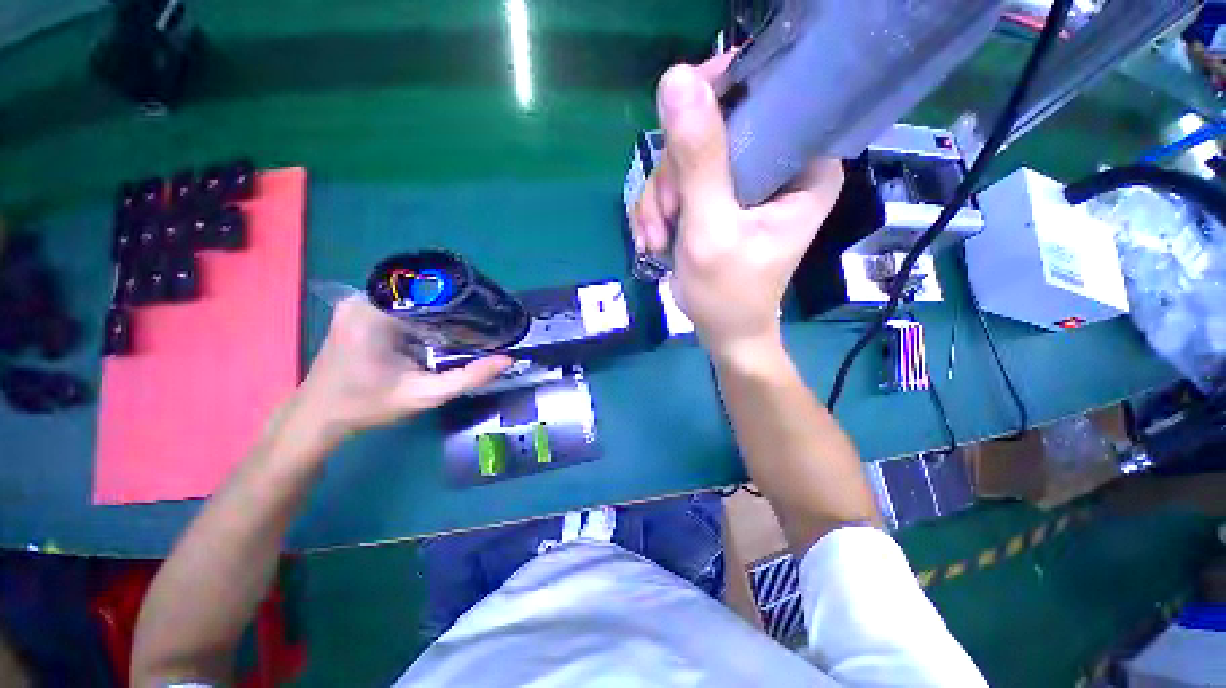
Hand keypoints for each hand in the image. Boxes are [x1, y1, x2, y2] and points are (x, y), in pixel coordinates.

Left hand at [289, 296, 510, 442]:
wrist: (319, 416)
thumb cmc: (369, 405)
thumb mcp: (425, 395)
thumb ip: (468, 377)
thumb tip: (507, 360)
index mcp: (377, 312)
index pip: (433, 292)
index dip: (465, 300)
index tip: (489, 313)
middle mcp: (365, 298)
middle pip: (425, 292)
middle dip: (456, 306)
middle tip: (484, 321)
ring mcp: (359, 302)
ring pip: (415, 298)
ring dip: (442, 311)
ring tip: (470, 324)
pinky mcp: (359, 311)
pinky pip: (403, 305)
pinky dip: (425, 316)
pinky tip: (442, 331)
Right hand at [630, 56, 843, 360]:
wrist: (722, 331)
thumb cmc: (728, 293)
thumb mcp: (711, 229)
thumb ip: (698, 160)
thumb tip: (676, 79)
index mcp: (804, 166)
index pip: (766, 97)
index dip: (717, 98)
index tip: (679, 129)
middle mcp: (777, 166)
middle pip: (712, 132)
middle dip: (675, 178)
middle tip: (666, 219)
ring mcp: (742, 184)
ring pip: (685, 160)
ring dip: (660, 201)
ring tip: (656, 240)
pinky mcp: (717, 200)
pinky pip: (675, 185)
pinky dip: (658, 212)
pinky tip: (654, 241)